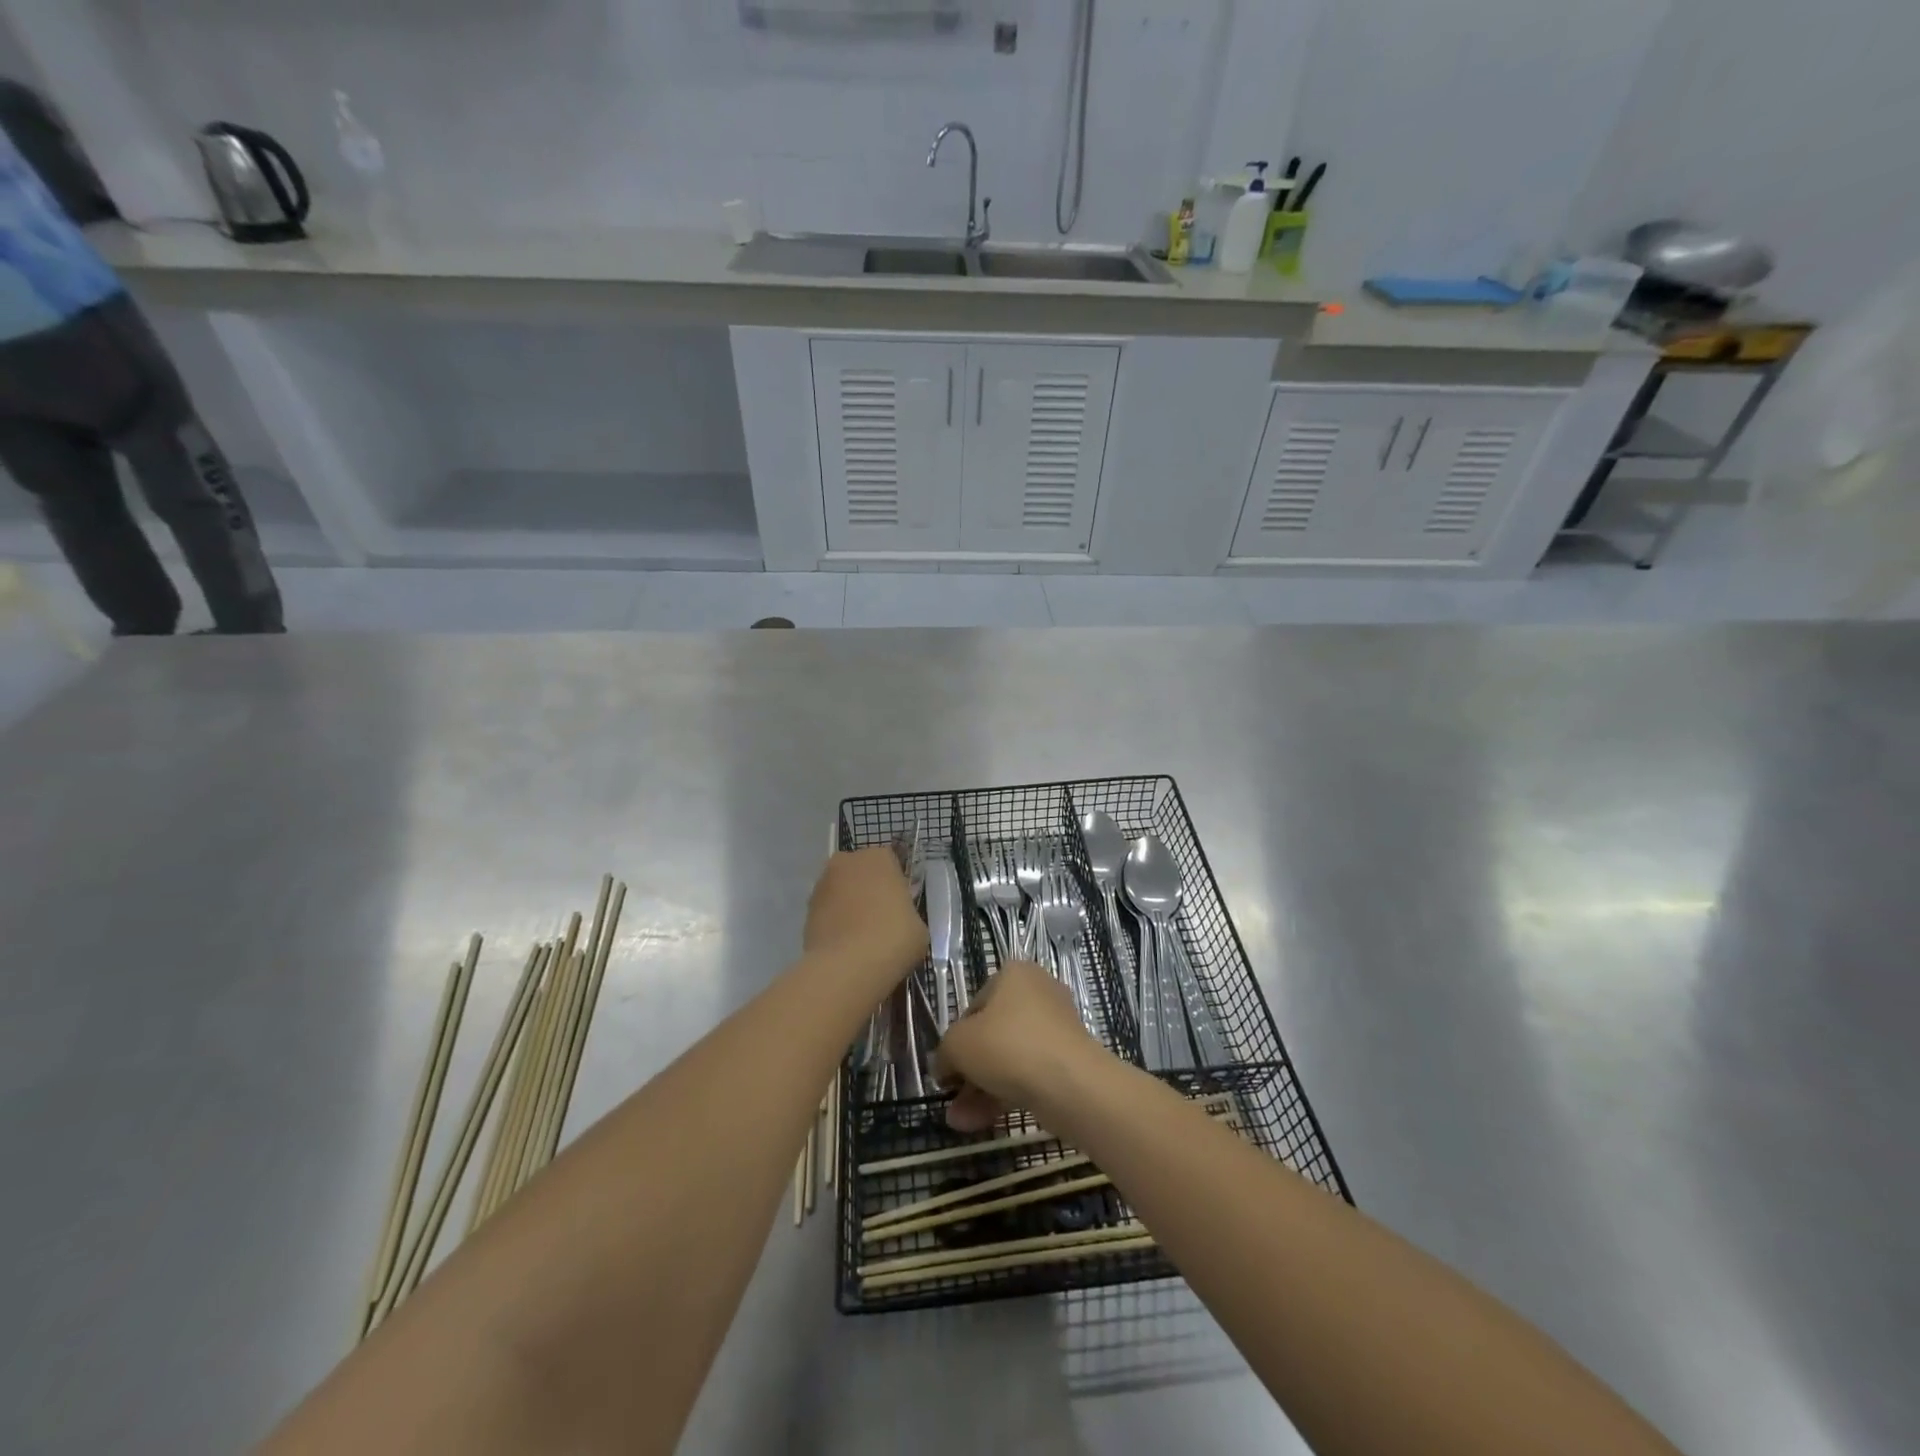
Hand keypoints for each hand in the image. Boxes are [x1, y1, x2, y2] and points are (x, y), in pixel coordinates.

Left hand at [804, 848, 927, 984]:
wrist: (848, 966)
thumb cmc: (893, 938)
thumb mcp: (918, 926)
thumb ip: (907, 913)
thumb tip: (898, 919)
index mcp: (879, 857)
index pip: (890, 864)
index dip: (895, 886)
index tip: (900, 907)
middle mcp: (847, 862)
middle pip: (861, 873)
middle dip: (868, 890)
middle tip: (880, 920)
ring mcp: (822, 884)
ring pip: (841, 891)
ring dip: (848, 906)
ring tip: (860, 937)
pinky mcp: (806, 910)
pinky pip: (827, 912)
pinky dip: (834, 923)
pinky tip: (844, 946)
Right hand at [933, 960, 1107, 1132]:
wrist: (1071, 1084)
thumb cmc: (1008, 1046)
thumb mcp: (959, 1044)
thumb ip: (945, 1052)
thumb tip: (944, 1067)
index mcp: (1014, 975)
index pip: (974, 1006)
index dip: (956, 1039)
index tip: (946, 1068)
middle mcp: (1038, 994)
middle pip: (992, 1035)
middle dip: (968, 1071)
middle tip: (952, 1097)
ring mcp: (1056, 1029)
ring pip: (1009, 1059)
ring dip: (981, 1090)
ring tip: (959, 1121)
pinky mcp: (1068, 1061)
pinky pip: (1028, 1074)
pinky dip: (1004, 1095)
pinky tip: (979, 1123)